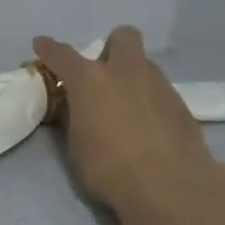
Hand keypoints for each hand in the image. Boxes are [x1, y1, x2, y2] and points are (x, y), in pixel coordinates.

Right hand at [33, 26, 224, 216]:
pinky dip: (148, 100)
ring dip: (131, 76)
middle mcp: (126, 72)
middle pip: (123, 37)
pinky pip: (159, 91)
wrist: (170, 187)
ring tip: (124, 108)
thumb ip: (73, 119)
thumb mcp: (75, 146)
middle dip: (111, 48)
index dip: (49, 49)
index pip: (63, 55)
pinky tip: (145, 127)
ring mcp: (159, 85)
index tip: (41, 45)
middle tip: (102, 75)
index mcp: (90, 80)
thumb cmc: (108, 168)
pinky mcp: (182, 105)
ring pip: (144, 64)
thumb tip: (74, 109)